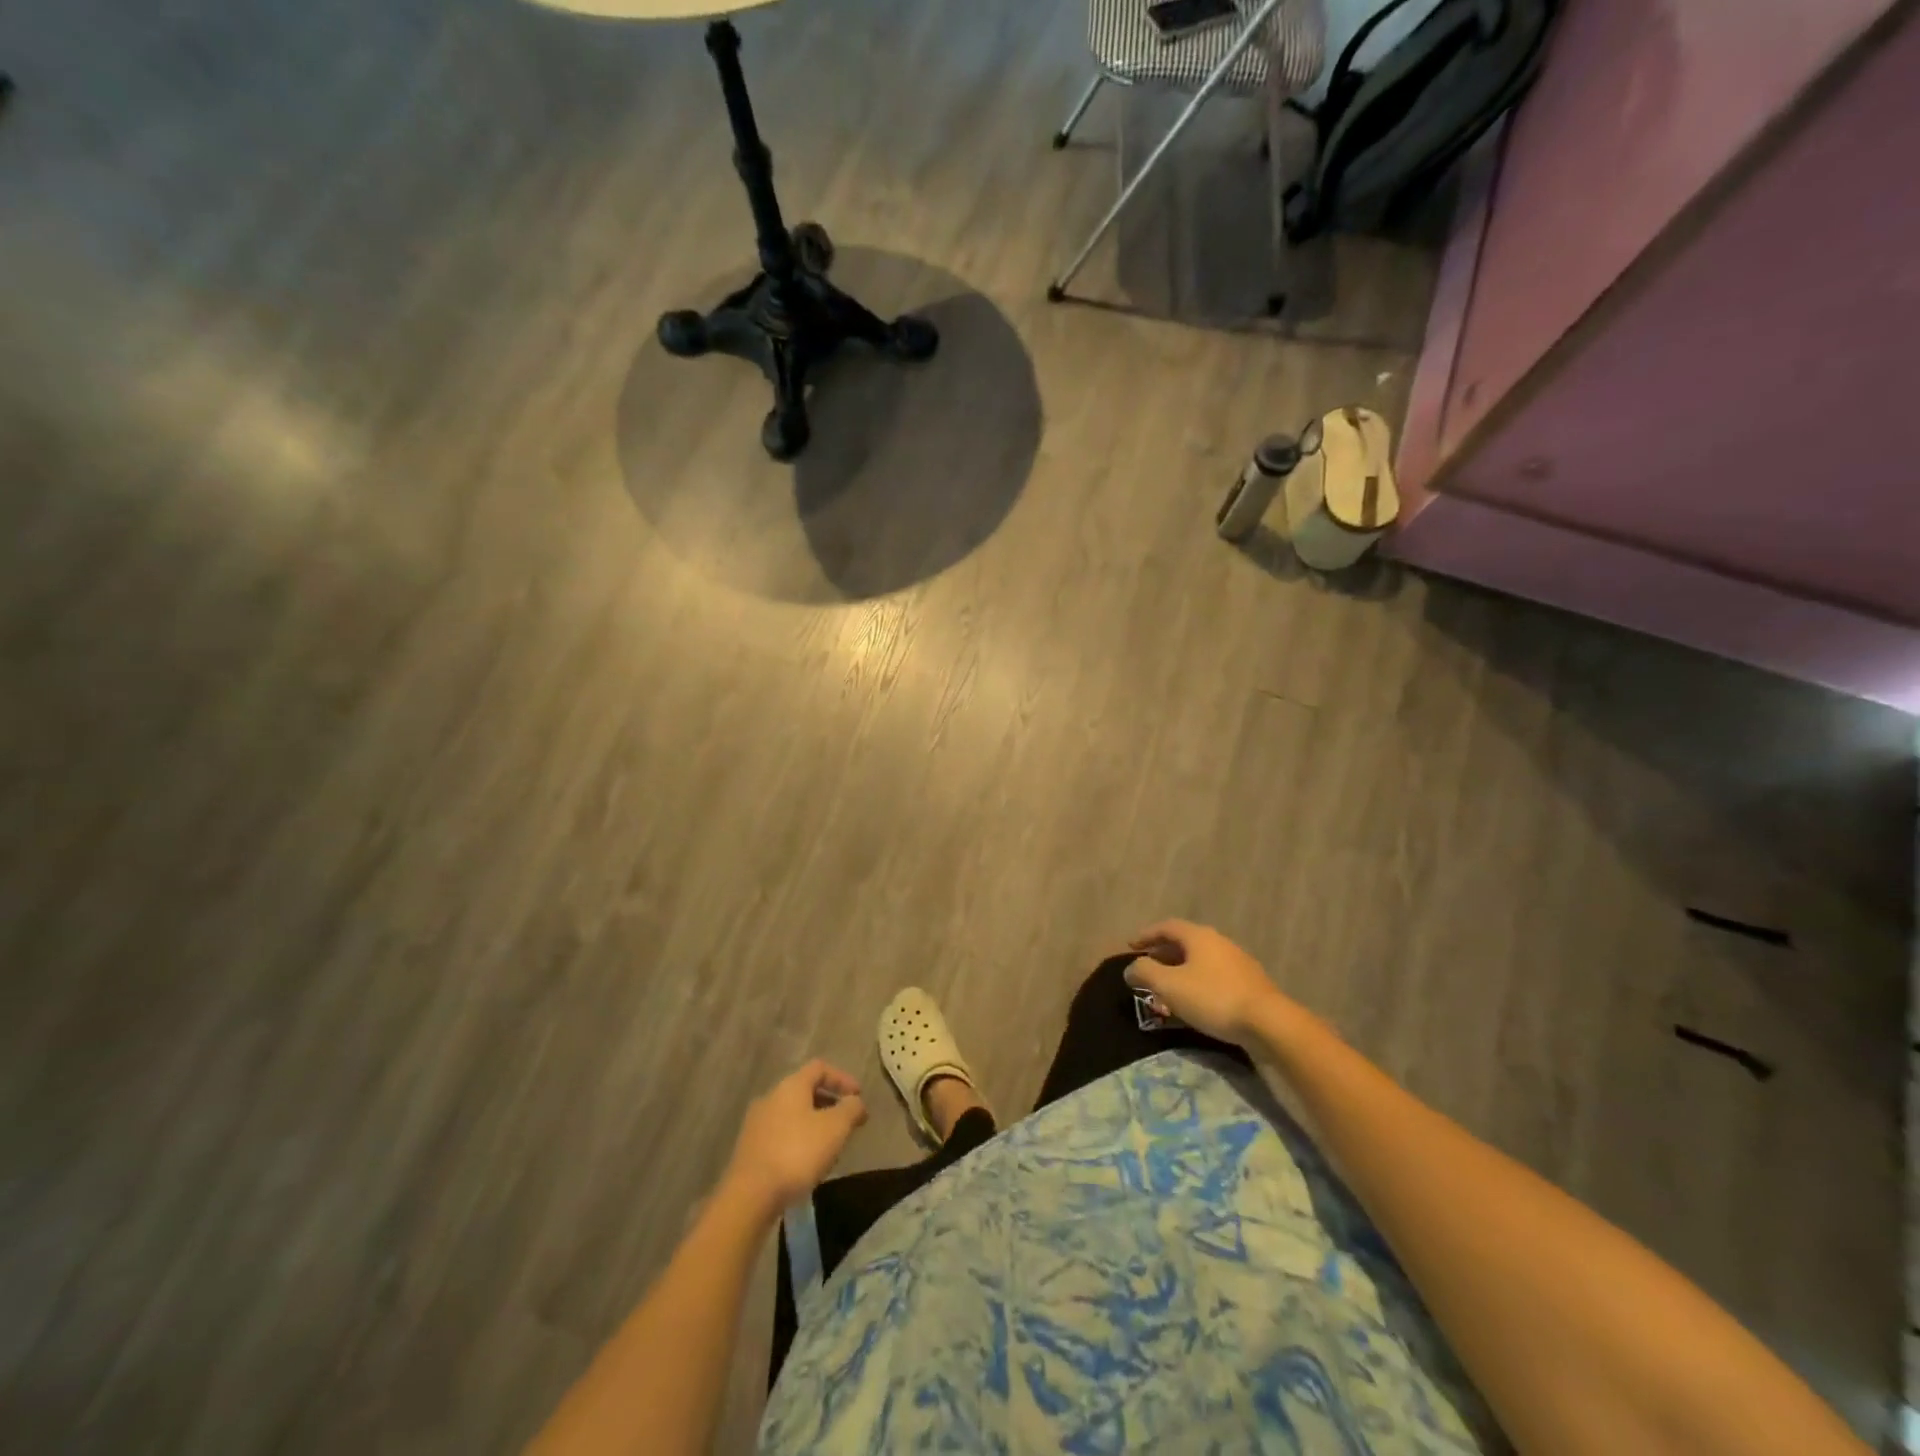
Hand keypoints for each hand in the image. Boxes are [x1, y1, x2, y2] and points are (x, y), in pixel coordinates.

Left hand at [722, 1060, 867, 1218]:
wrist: (749, 1196)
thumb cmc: (797, 1153)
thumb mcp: (835, 1128)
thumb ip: (851, 1109)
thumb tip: (855, 1102)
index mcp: (791, 1086)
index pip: (819, 1068)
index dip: (842, 1078)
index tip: (858, 1097)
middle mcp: (770, 1097)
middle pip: (805, 1091)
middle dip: (829, 1104)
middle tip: (847, 1123)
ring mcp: (756, 1123)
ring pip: (792, 1115)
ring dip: (814, 1124)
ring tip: (829, 1147)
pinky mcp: (749, 1149)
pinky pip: (780, 1135)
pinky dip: (798, 1140)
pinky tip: (806, 1164)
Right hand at [1124, 919, 1286, 1044]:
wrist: (1269, 1023)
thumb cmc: (1213, 998)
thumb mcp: (1170, 985)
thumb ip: (1145, 973)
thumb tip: (1131, 968)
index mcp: (1199, 936)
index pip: (1166, 926)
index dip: (1146, 935)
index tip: (1130, 946)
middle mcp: (1219, 942)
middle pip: (1185, 942)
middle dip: (1163, 953)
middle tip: (1147, 967)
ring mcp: (1237, 962)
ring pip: (1200, 960)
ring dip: (1180, 970)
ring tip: (1168, 987)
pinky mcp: (1249, 983)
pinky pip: (1214, 976)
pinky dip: (1197, 982)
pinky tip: (1195, 1001)